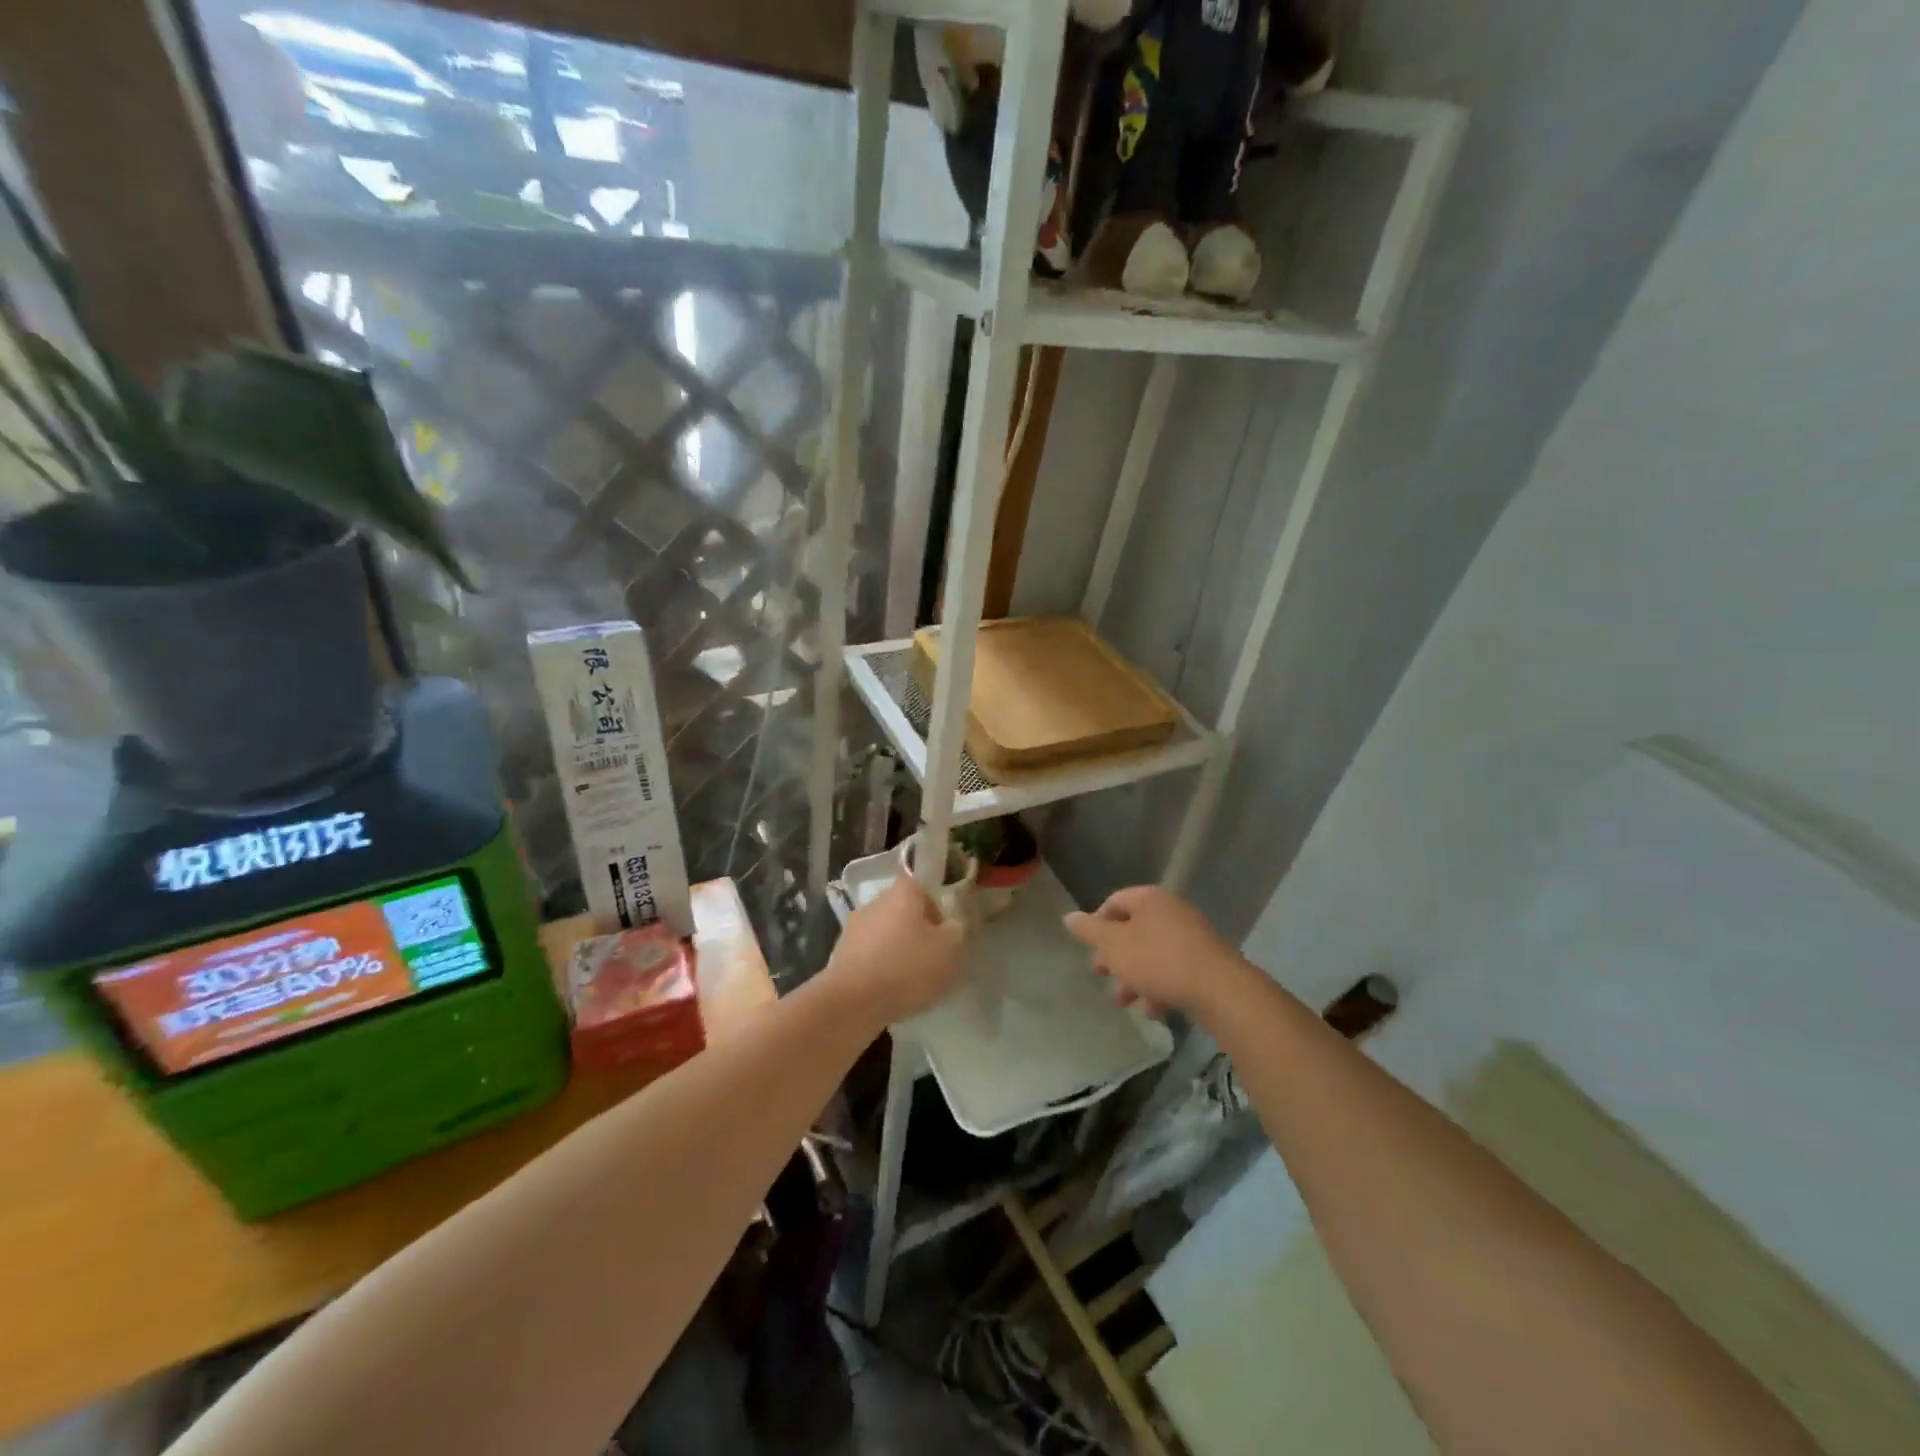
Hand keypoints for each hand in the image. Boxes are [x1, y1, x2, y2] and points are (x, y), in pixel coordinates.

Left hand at [825, 876, 966, 1025]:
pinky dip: (880, 968)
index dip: (935, 907)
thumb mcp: (950, 950)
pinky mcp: (841, 954)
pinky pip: (869, 955)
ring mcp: (854, 928)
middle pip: (902, 910)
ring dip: (896, 950)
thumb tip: (953, 925)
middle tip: (931, 957)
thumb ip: (957, 931)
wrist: (853, 1002)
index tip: (943, 931)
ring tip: (910, 980)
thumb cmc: (907, 968)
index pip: (922, 887)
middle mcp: (875, 902)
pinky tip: (889, 991)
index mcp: (902, 893)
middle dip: (917, 930)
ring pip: (885, 933)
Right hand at [1064, 885, 1245, 1018]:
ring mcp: (1191, 935)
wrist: (1219, 989)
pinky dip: (1159, 986)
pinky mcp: (1205, 961)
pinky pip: (1173, 968)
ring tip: (1125, 1002)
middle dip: (1115, 956)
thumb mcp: (1114, 946)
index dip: (1097, 924)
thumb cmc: (1158, 960)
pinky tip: (1153, 1010)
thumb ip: (1089, 931)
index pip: (1114, 902)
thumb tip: (1068, 916)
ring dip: (1134, 976)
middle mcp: (1171, 911)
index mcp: (1149, 899)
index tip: (1090, 949)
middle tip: (1101, 975)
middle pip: (1133, 929)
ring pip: (1152, 953)